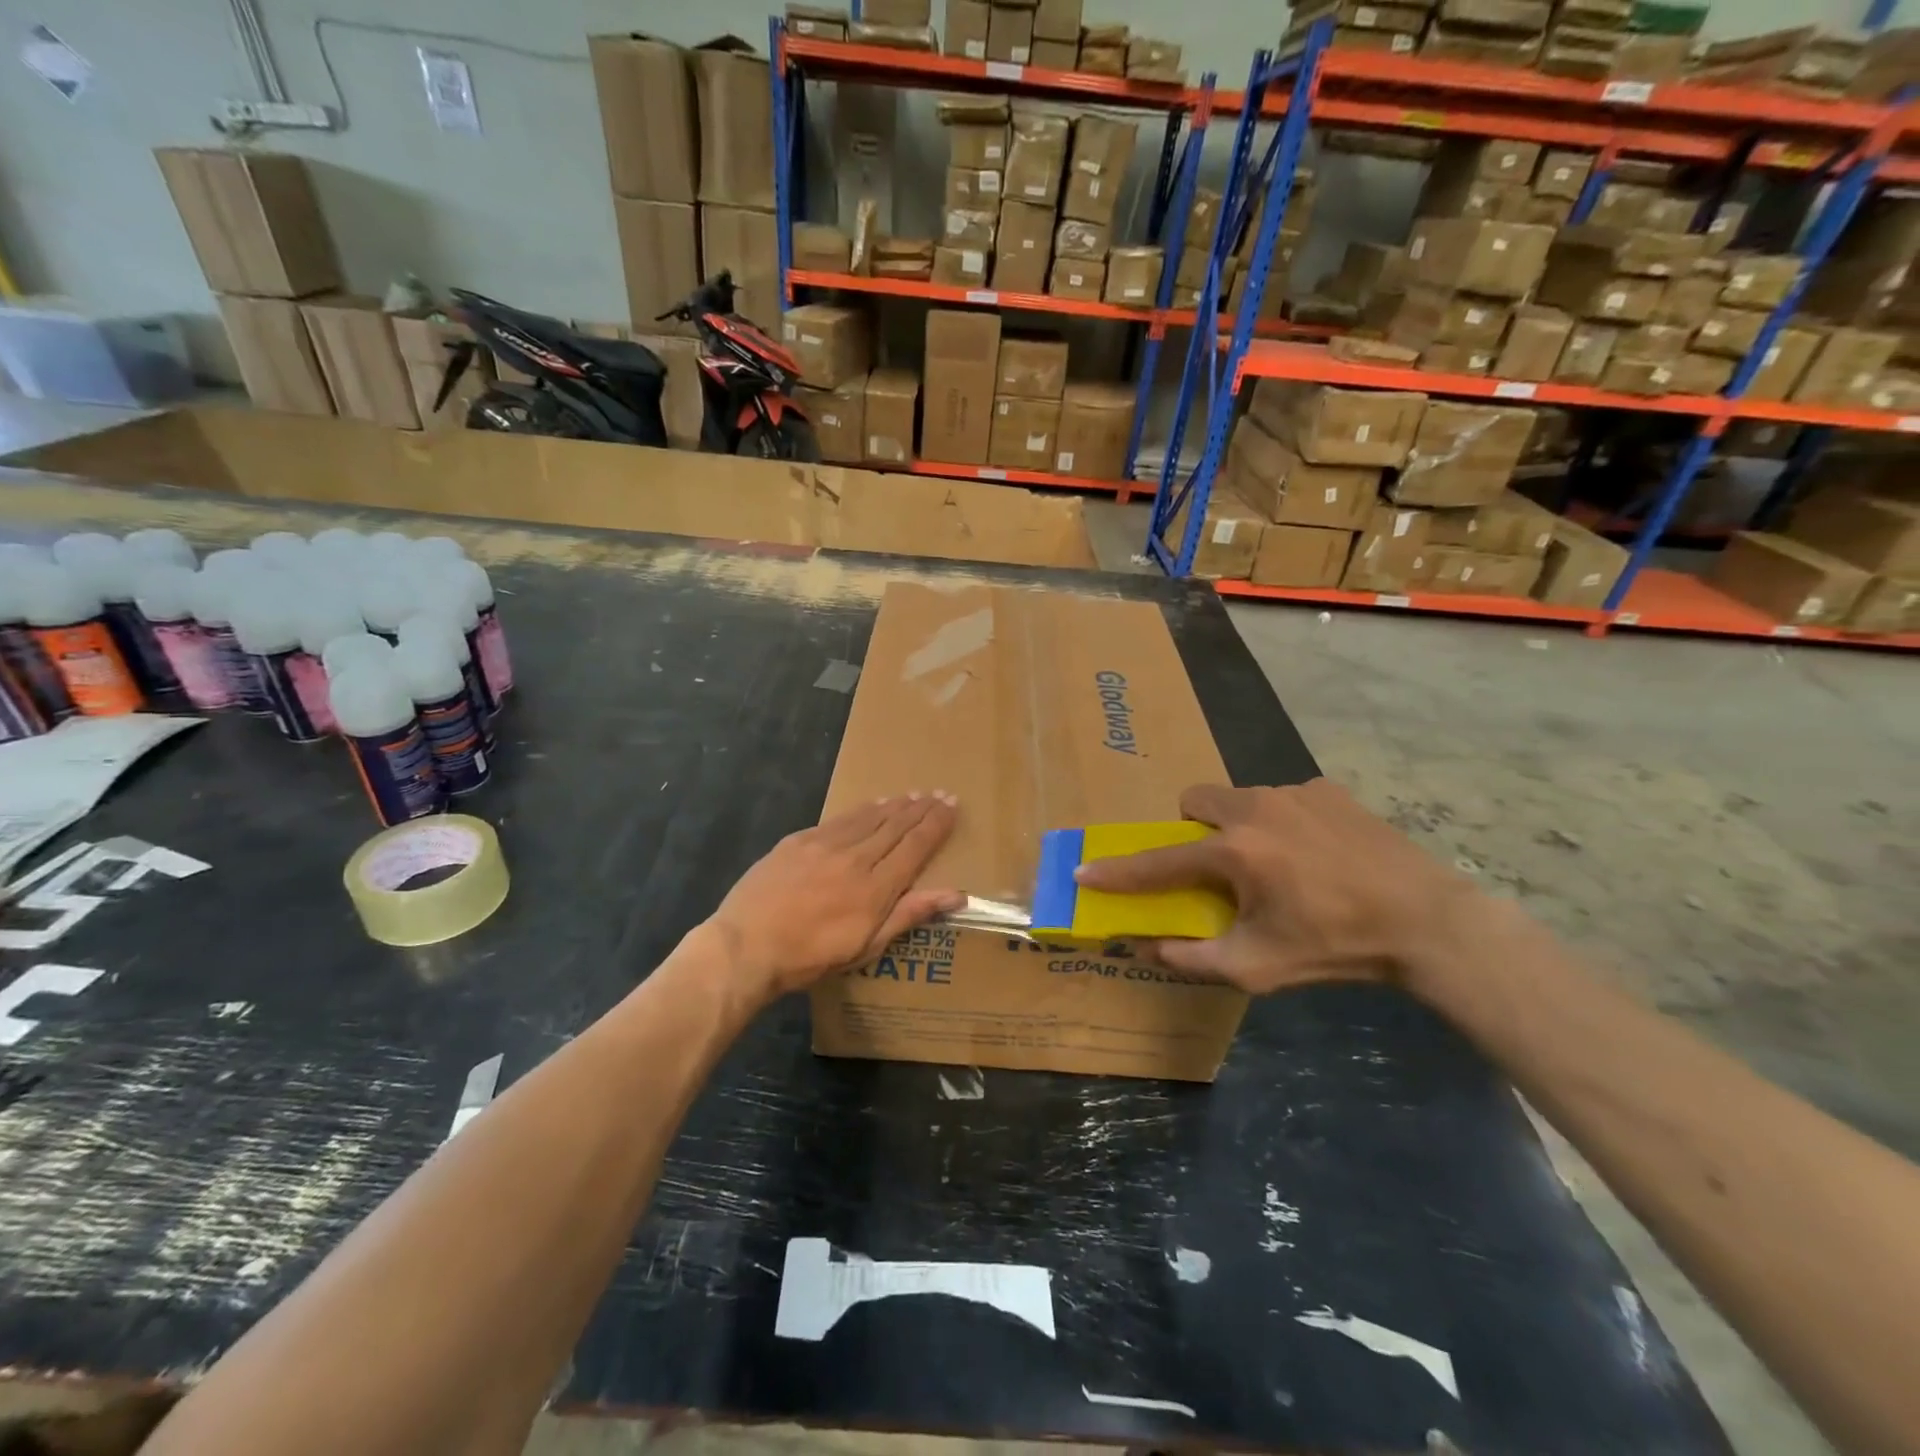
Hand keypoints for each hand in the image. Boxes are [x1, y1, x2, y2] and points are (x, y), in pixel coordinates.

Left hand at [706, 794, 963, 1000]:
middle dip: (921, 809)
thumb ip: (910, 914)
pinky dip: (862, 810)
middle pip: (895, 825)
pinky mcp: (799, 840)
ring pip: (869, 817)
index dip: (936, 824)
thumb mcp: (867, 946)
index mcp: (876, 887)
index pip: (915, 846)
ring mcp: (825, 844)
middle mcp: (855, 857)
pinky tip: (871, 805)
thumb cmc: (810, 956)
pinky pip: (840, 818)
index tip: (952, 806)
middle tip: (940, 793)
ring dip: (895, 805)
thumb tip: (957, 894)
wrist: (746, 946)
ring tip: (912, 795)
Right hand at [1073, 780, 1475, 993]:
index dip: (1119, 871)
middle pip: (1194, 801)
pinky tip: (1314, 853)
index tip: (1086, 871)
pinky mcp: (1327, 789)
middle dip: (1190, 829)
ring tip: (1274, 864)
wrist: (1426, 921)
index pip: (1160, 862)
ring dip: (1237, 826)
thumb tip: (1146, 946)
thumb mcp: (1258, 967)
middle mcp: (1256, 809)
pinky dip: (1280, 821)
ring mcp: (1294, 792)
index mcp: (1235, 852)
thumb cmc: (1335, 947)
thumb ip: (1193, 958)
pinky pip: (1282, 798)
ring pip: (1239, 798)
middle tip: (1213, 865)